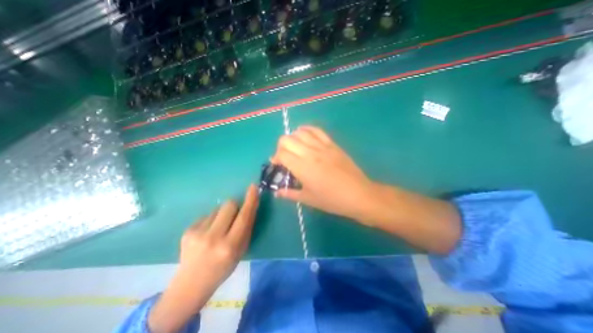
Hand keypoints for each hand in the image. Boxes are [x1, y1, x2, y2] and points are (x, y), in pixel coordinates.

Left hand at [147, 185, 257, 332]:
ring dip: (221, 215)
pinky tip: (206, 234)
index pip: (244, 216)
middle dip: (235, 206)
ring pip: (217, 209)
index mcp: (230, 246)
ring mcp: (198, 233)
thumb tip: (249, 206)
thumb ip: (246, 228)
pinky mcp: (187, 231)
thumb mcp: (241, 250)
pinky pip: (206, 215)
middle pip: (229, 204)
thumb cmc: (223, 268)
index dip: (250, 200)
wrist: (191, 284)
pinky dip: (210, 221)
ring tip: (217, 230)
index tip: (253, 187)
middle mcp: (213, 237)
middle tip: (233, 217)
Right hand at [270, 126, 459, 253]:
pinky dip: (307, 130)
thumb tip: (277, 192)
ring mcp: (322, 146)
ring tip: (295, 147)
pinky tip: (305, 136)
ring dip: (293, 138)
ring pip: (300, 132)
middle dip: (280, 147)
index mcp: (303, 168)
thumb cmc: (332, 200)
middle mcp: (310, 153)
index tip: (277, 165)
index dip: (275, 158)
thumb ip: (290, 193)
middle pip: (287, 139)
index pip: (281, 154)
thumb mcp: (309, 199)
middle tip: (284, 157)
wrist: (359, 195)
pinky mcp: (332, 144)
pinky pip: (317, 130)